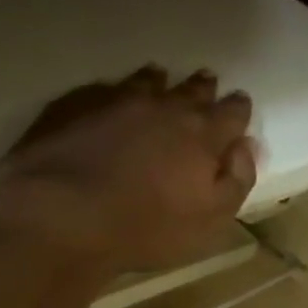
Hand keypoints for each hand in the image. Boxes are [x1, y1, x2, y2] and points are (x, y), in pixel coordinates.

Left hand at [0, 66, 258, 274]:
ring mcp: (117, 100)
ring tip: (160, 79)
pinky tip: (111, 98)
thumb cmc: (148, 227)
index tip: (240, 107)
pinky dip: (115, 91)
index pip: (232, 112)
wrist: (60, 217)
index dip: (238, 109)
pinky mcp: (74, 105)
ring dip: (159, 82)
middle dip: (203, 88)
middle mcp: (165, 107)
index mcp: (203, 135)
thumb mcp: (212, 218)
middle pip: (192, 89)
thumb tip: (247, 146)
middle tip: (207, 83)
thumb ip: (237, 179)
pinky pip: (103, 88)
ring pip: (147, 81)